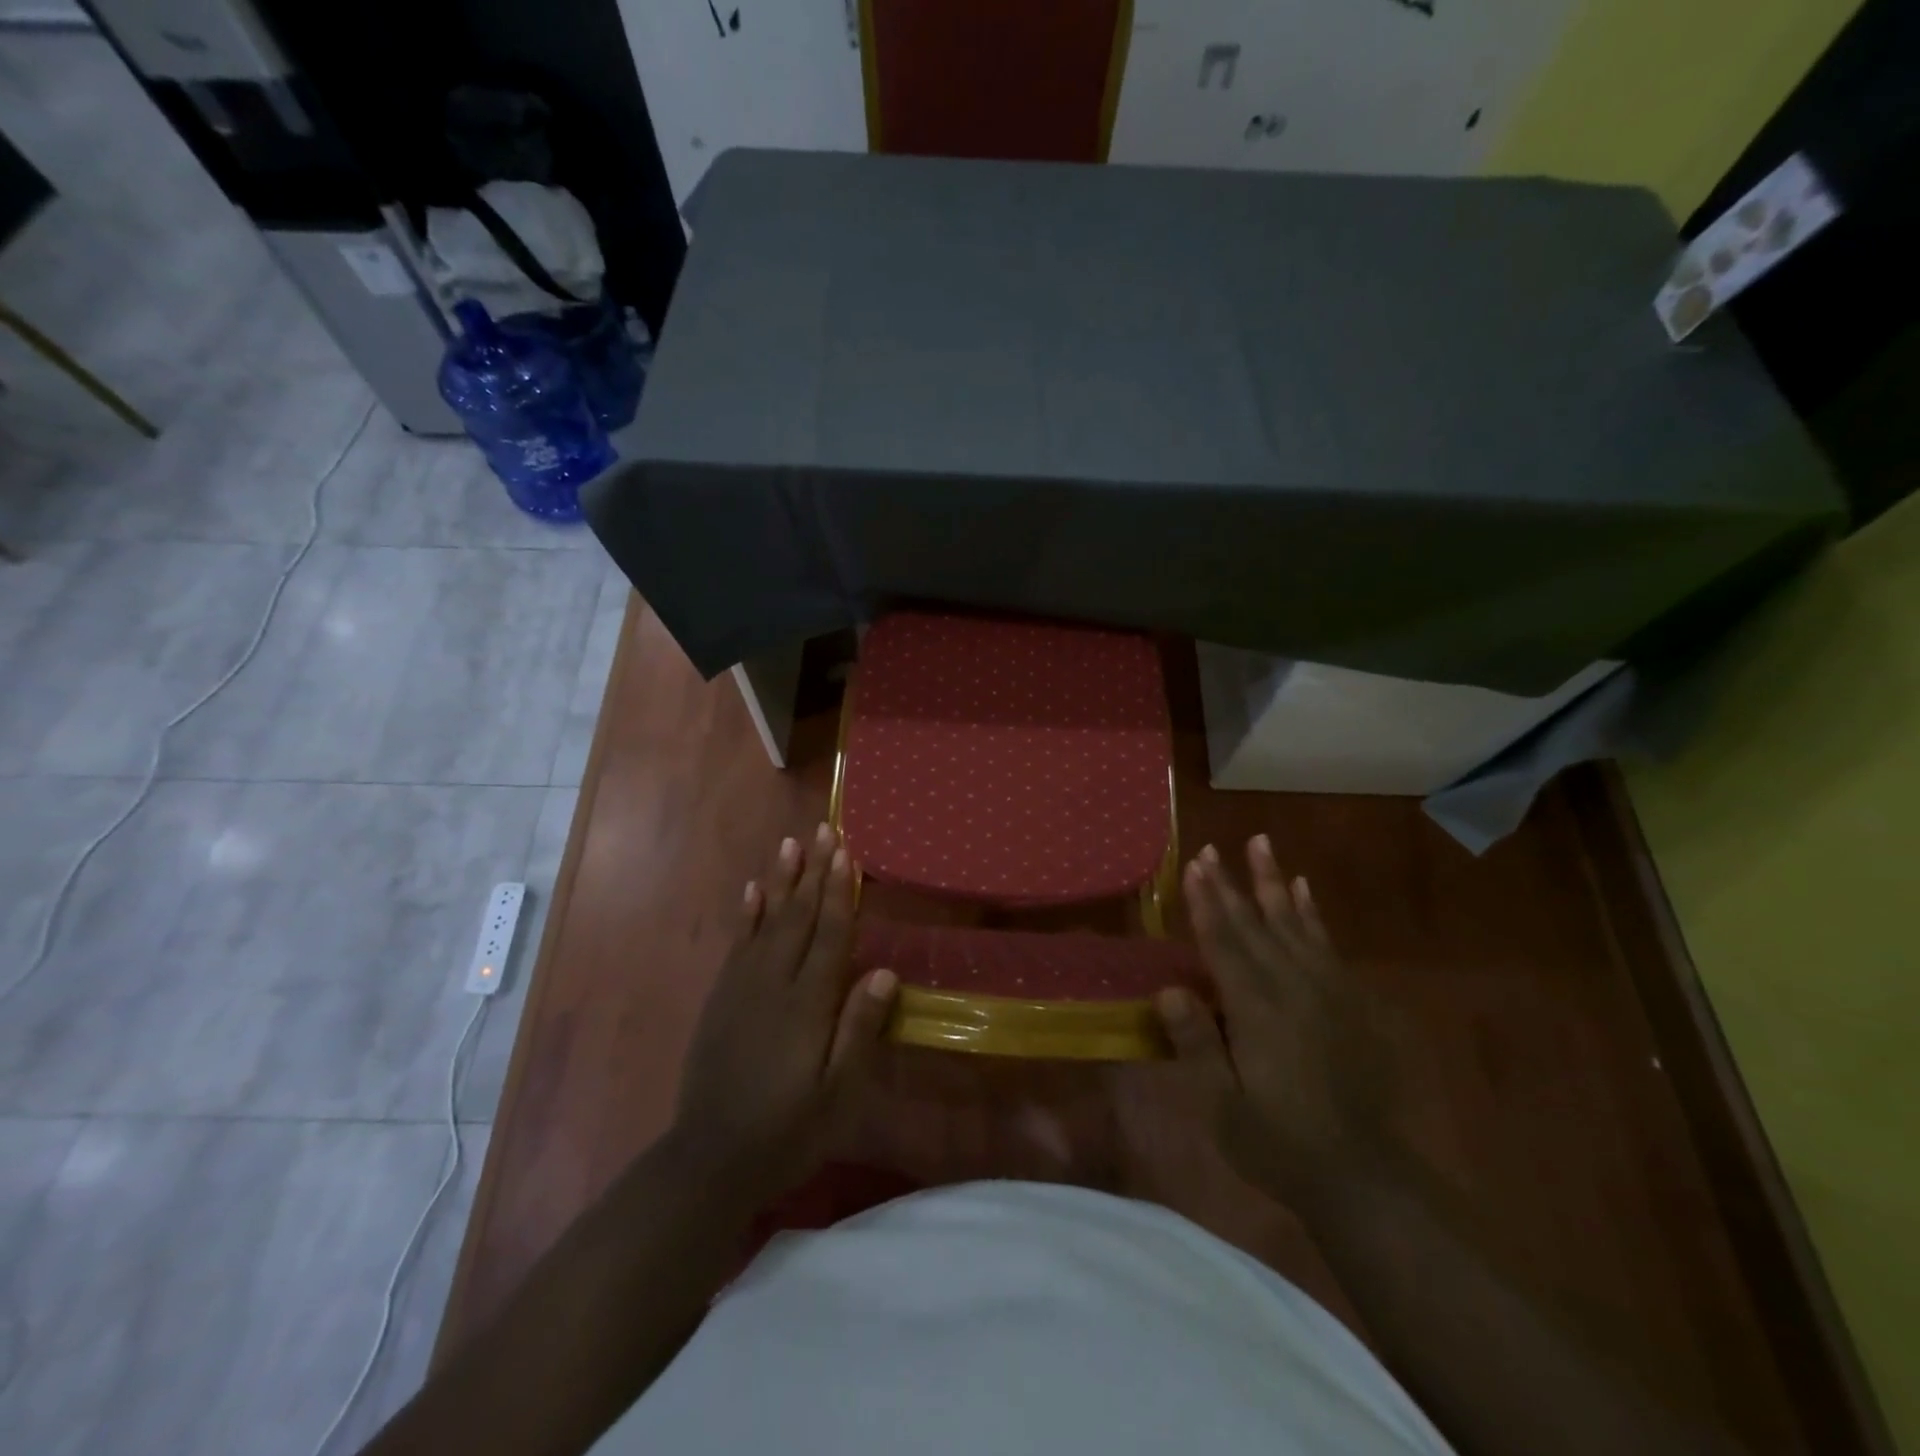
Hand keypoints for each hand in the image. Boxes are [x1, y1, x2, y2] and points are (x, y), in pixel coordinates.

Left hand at [670, 824, 898, 1204]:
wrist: (711, 1158)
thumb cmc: (788, 1129)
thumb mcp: (837, 1093)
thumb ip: (859, 1030)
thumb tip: (884, 972)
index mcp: (808, 1004)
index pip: (831, 935)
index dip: (841, 892)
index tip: (847, 853)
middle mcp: (775, 983)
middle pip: (800, 917)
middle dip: (814, 872)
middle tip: (824, 830)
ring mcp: (743, 987)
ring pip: (768, 921)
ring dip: (782, 881)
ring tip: (790, 843)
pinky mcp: (721, 998)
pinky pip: (737, 944)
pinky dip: (747, 914)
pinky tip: (753, 890)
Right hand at [1154, 837, 1396, 1201]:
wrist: (1363, 1177)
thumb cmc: (1281, 1143)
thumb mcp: (1225, 1107)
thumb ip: (1197, 1045)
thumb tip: (1168, 989)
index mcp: (1258, 1010)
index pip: (1224, 944)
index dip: (1206, 903)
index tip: (1193, 865)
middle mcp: (1293, 987)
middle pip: (1255, 924)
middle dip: (1230, 883)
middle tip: (1212, 847)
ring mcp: (1327, 990)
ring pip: (1293, 922)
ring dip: (1273, 882)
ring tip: (1261, 844)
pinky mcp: (1349, 1000)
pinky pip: (1326, 943)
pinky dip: (1311, 913)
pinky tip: (1303, 890)